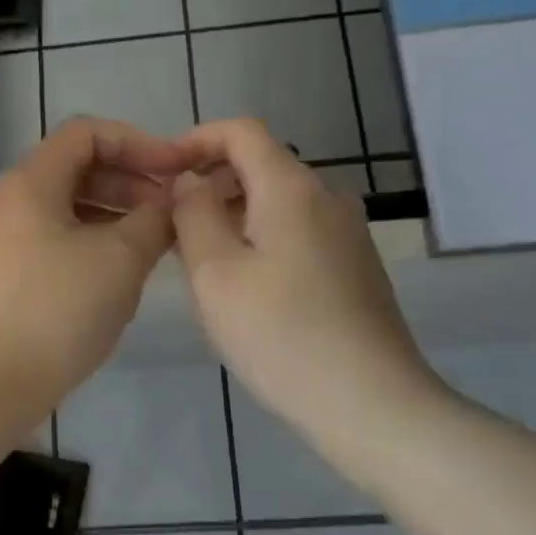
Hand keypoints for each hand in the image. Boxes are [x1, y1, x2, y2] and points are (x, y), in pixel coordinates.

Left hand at [0, 118, 191, 434]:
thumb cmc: (55, 310)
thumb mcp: (120, 260)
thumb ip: (155, 219)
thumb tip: (173, 200)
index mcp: (31, 182)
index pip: (87, 133)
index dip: (138, 143)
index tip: (176, 172)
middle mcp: (9, 202)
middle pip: (77, 169)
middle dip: (130, 183)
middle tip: (170, 214)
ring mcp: (1, 241)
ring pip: (67, 210)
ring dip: (114, 217)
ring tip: (153, 247)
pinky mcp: (2, 277)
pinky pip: (54, 242)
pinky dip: (91, 245)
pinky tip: (117, 277)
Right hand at [172, 119, 437, 439]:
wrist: (372, 404)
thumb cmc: (281, 334)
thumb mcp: (215, 273)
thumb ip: (193, 214)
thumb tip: (191, 181)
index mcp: (291, 187)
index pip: (241, 131)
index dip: (197, 140)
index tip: (163, 172)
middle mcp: (327, 197)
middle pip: (260, 166)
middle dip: (211, 184)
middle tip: (172, 227)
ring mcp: (348, 232)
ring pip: (278, 203)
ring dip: (234, 216)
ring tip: (202, 263)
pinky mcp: (356, 266)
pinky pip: (298, 232)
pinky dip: (262, 239)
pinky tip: (248, 289)